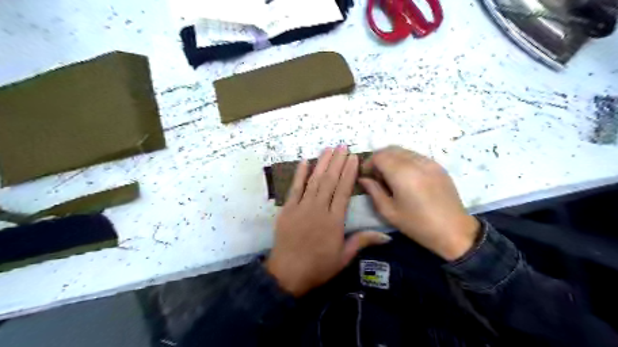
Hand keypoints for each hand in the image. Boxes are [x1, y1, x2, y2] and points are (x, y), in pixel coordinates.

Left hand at [266, 145, 390, 295]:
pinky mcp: (287, 209)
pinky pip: (295, 188)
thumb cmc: (318, 267)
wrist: (287, 274)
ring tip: (329, 148)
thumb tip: (387, 235)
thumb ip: (363, 241)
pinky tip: (305, 161)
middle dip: (337, 162)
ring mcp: (301, 207)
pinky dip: (300, 174)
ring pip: (314, 181)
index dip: (349, 172)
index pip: (343, 191)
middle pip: (330, 181)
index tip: (353, 157)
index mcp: (334, 220)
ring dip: (322, 163)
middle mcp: (319, 209)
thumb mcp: (344, 257)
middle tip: (343, 145)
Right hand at [358, 145, 481, 259]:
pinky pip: (416, 156)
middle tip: (376, 176)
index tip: (366, 175)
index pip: (379, 156)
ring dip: (392, 159)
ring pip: (403, 151)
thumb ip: (373, 191)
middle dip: (379, 159)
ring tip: (391, 177)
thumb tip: (363, 178)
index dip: (368, 163)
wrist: (453, 231)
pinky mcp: (438, 166)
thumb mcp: (389, 211)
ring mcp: (429, 162)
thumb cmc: (417, 224)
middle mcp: (416, 162)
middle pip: (390, 149)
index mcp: (402, 174)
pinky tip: (406, 177)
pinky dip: (405, 161)